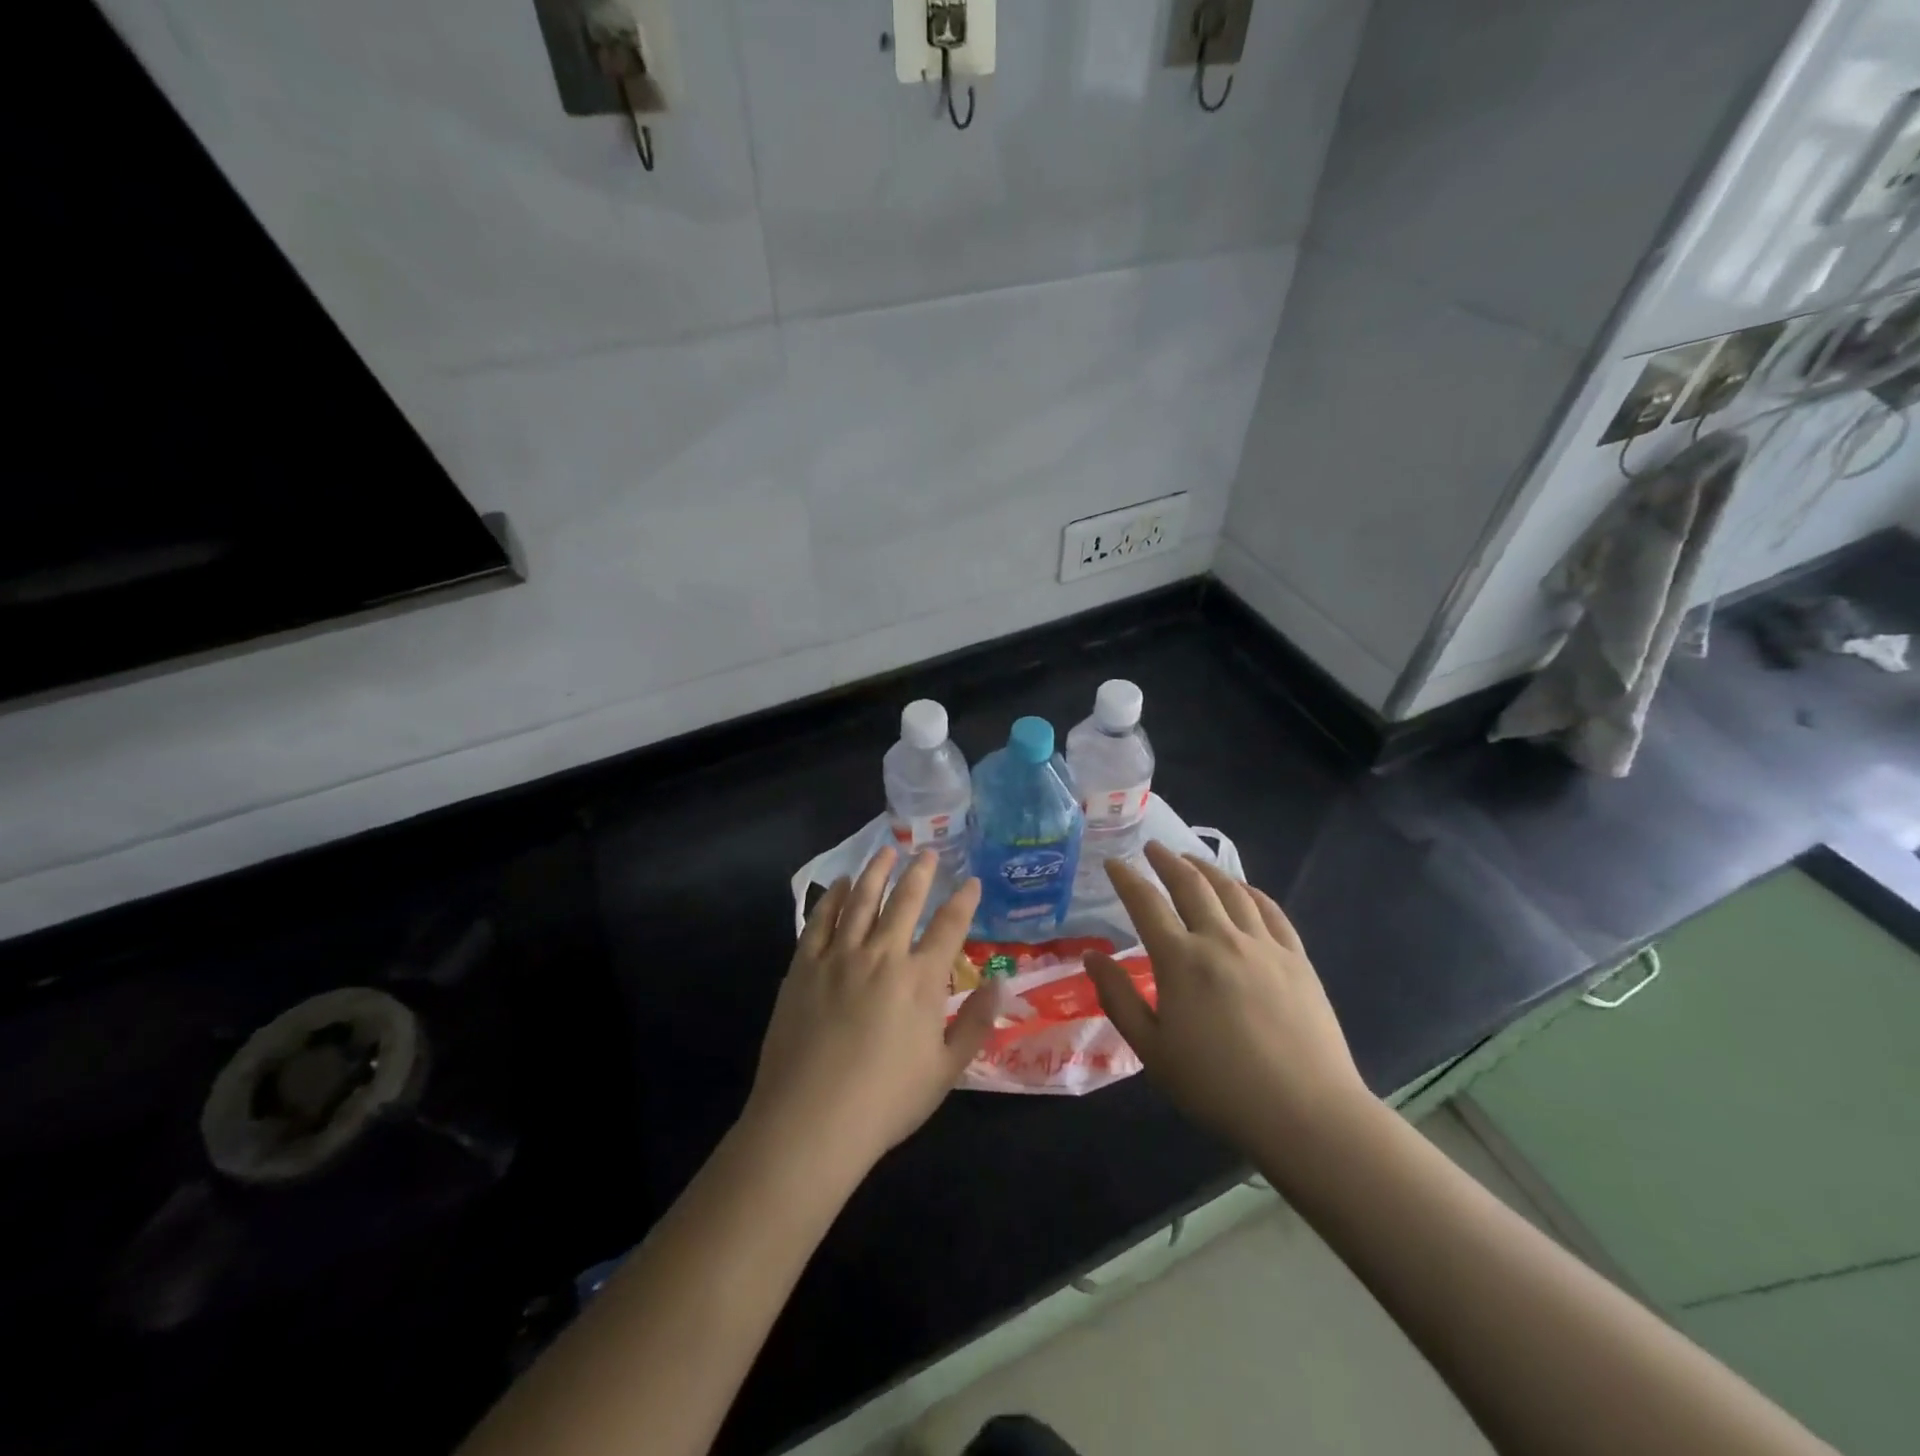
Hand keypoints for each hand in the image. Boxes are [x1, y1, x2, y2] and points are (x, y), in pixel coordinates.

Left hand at [744, 848, 996, 1180]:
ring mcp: (840, 956)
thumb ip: (976, 1024)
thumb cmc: (885, 1102)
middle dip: (920, 873)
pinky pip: (821, 920)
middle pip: (905, 901)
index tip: (971, 881)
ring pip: (862, 900)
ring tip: (887, 852)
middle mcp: (882, 955)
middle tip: (928, 853)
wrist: (810, 1121)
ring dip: (877, 872)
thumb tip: (1000, 984)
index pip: (949, 927)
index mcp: (921, 980)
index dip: (963, 900)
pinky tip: (840, 884)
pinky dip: (833, 897)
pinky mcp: (805, 966)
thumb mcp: (946, 1071)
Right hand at [1086, 841, 1369, 1155]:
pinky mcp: (1297, 959)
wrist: (1305, 1113)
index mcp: (1180, 960)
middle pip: (1191, 885)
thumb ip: (1119, 998)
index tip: (1113, 862)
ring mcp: (1263, 945)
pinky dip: (1252, 892)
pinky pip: (1272, 911)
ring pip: (1232, 890)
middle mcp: (1220, 940)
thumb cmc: (1217, 1087)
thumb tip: (1092, 957)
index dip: (1126, 878)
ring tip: (1192, 859)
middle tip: (1152, 847)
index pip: (1146, 903)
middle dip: (1167, 861)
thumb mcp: (1152, 1050)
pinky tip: (1244, 889)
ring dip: (1207, 868)